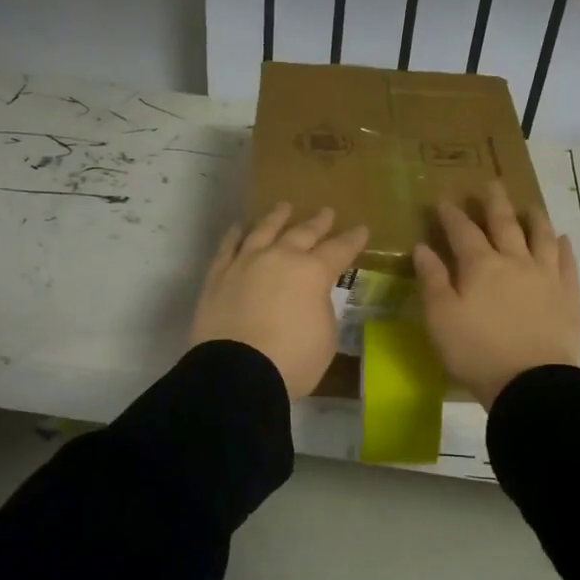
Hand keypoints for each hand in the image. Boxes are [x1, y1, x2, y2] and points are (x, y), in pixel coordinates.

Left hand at [190, 203, 368, 398]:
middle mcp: (280, 258)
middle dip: (317, 222)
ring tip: (284, 207)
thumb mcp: (325, 337)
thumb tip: (310, 298)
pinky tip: (241, 227)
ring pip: (263, 230)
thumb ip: (320, 309)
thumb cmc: (292, 360)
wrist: (237, 372)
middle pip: (302, 233)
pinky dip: (236, 234)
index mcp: (313, 273)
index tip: (361, 229)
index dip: (352, 239)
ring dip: (276, 218)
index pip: (339, 250)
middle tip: (326, 212)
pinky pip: (228, 246)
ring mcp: (246, 263)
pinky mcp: (218, 275)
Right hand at [413, 181, 579, 409]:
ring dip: (534, 218)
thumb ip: (432, 280)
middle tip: (491, 184)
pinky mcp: (568, 296)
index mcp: (480, 266)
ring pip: (541, 237)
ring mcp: (546, 276)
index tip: (445, 199)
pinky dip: (563, 247)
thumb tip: (422, 247)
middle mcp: (515, 261)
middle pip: (504, 224)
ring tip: (530, 205)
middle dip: (494, 203)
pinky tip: (563, 239)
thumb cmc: (477, 352)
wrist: (532, 383)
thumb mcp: (441, 318)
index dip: (452, 214)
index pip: (463, 231)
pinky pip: (567, 263)